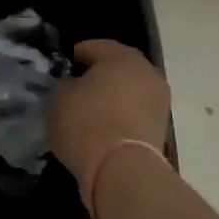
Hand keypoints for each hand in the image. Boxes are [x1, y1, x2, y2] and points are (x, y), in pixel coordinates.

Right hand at [48, 40, 171, 217]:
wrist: (121, 171)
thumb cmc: (86, 122)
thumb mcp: (59, 97)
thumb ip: (64, 84)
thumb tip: (71, 86)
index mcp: (122, 56)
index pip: (93, 47)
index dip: (73, 58)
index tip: (58, 72)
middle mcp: (147, 73)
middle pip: (116, 70)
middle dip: (95, 78)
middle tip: (72, 92)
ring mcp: (158, 103)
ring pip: (127, 94)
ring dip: (110, 101)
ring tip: (85, 116)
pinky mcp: (160, 130)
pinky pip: (133, 117)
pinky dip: (118, 121)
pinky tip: (100, 133)